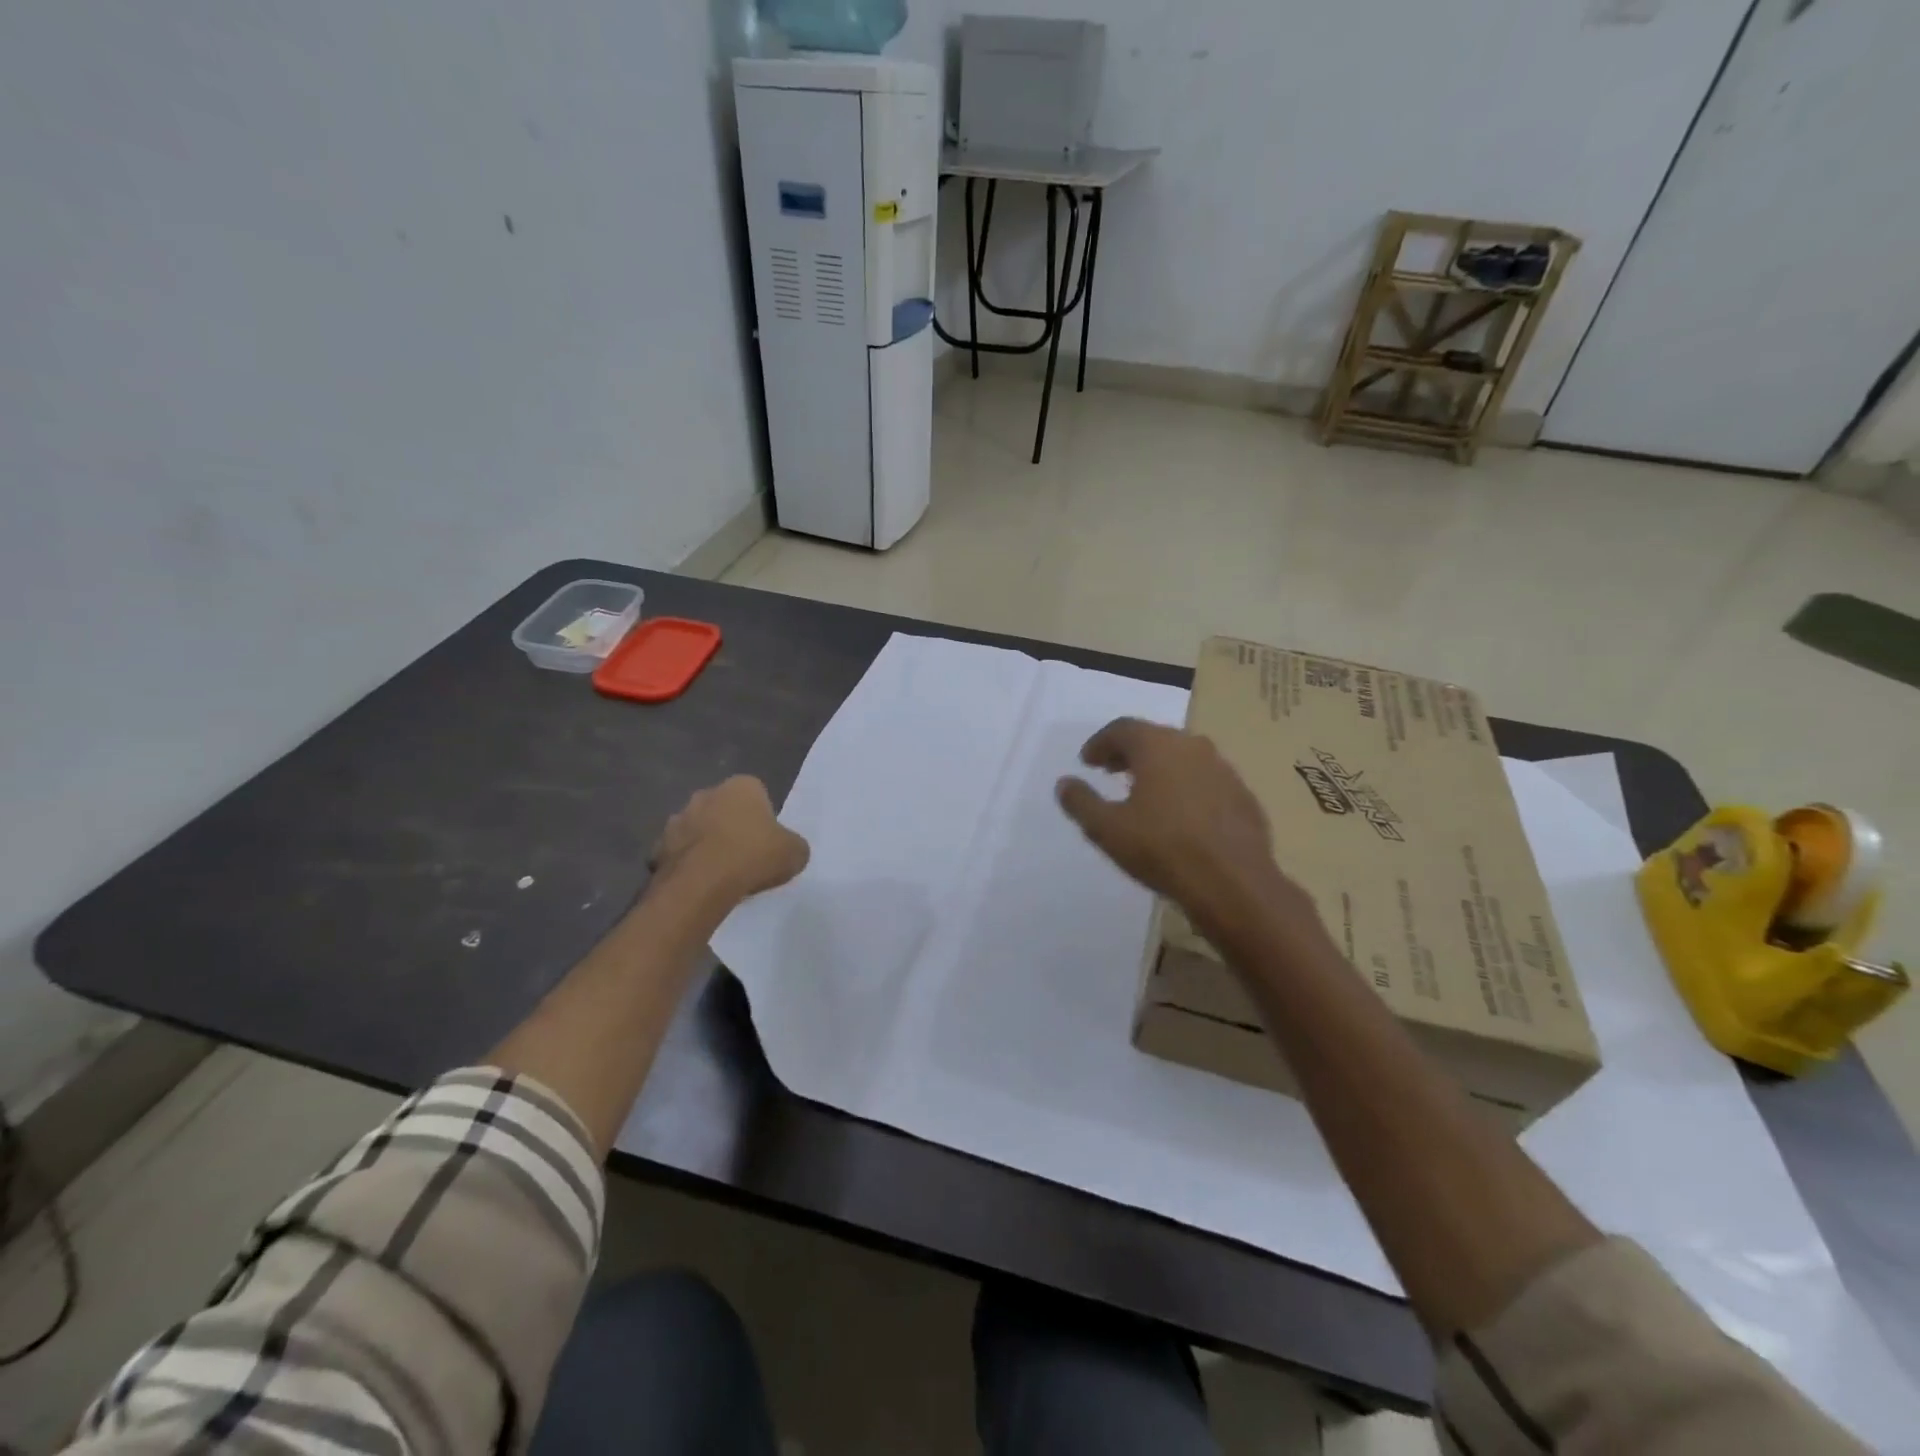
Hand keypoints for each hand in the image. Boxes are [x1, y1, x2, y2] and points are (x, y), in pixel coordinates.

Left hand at [650, 776, 809, 901]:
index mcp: (742, 786)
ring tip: (721, 873)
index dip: (762, 817)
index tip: (767, 840)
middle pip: (724, 808)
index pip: (756, 794)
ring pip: (698, 829)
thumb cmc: (754, 856)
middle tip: (745, 855)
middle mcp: (707, 793)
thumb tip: (789, 849)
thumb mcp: (795, 852)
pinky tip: (699, 884)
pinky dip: (687, 864)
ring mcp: (678, 818)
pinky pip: (679, 853)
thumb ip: (793, 845)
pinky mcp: (658, 846)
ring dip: (706, 844)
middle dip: (731, 826)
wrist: (702, 883)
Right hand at [1056, 718, 1300, 930]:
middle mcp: (1192, 746)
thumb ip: (1081, 802)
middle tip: (1111, 772)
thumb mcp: (1106, 829)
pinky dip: (1185, 786)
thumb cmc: (1162, 849)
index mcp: (1157, 746)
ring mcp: (1223, 769)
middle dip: (1128, 752)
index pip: (1122, 728)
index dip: (1100, 743)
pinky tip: (1179, 814)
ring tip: (1143, 792)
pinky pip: (1205, 780)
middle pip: (1154, 738)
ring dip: (1159, 768)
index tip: (1087, 762)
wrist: (1234, 883)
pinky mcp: (1242, 794)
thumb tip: (1064, 783)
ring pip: (1182, 757)